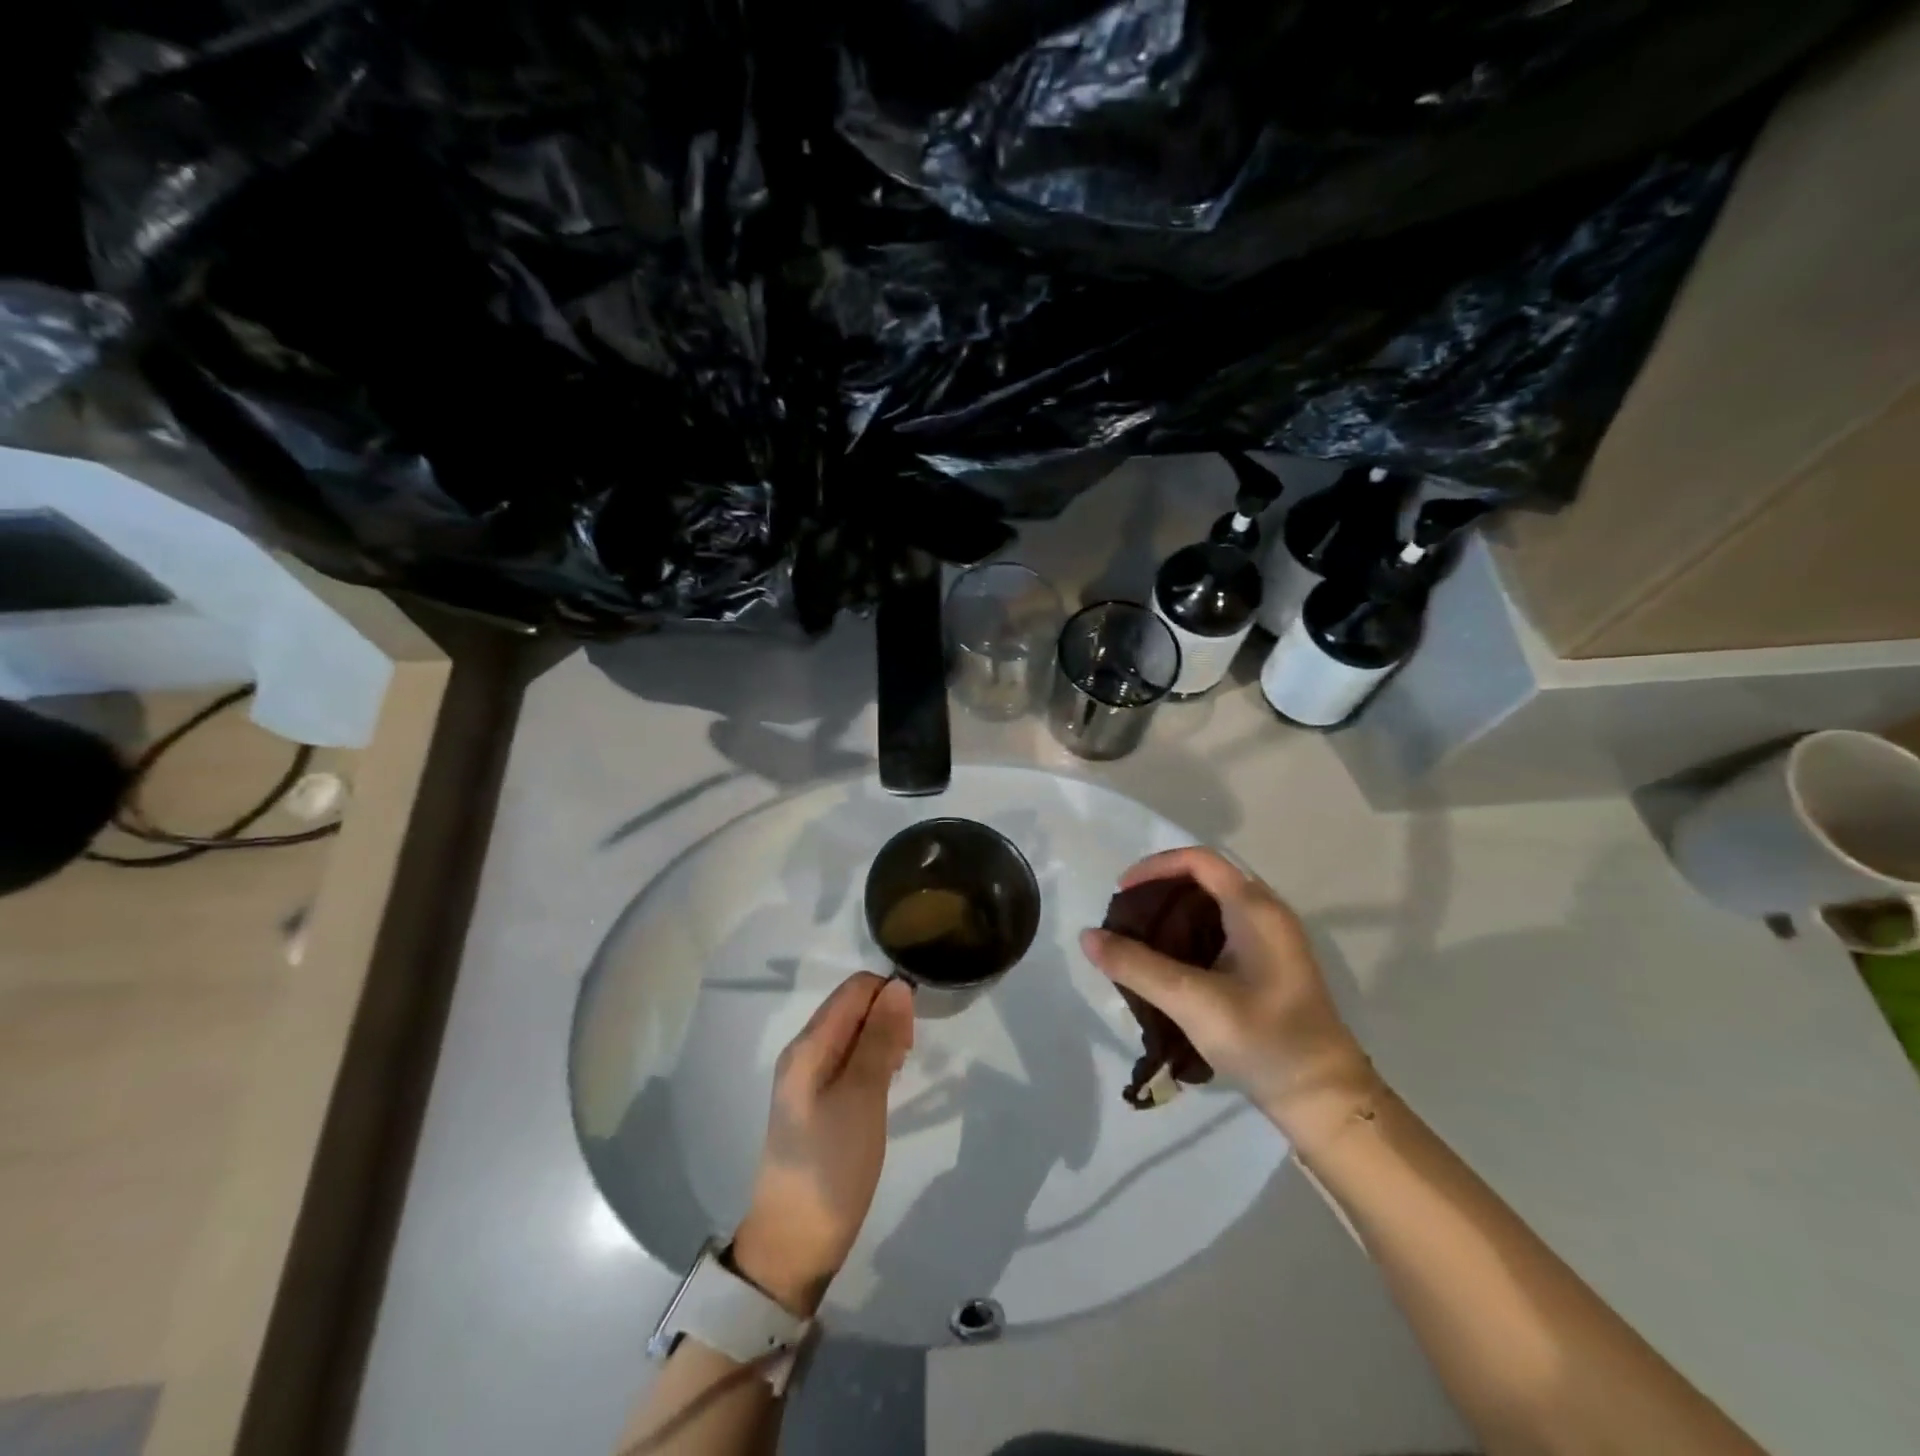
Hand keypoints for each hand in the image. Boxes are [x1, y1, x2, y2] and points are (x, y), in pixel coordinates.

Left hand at [732, 973, 913, 1316]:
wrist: (794, 1243)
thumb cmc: (832, 1164)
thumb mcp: (863, 1096)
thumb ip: (880, 1037)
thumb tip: (898, 985)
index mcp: (809, 1044)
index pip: (855, 988)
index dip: (889, 996)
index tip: (913, 1031)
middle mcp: (804, 1052)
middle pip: (853, 1007)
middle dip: (887, 1017)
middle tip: (908, 1057)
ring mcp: (807, 1079)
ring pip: (853, 1034)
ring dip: (882, 1040)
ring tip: (899, 1072)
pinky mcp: (816, 1103)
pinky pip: (848, 1061)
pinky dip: (872, 1063)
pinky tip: (884, 1088)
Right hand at [1080, 847, 1375, 1152]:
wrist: (1325, 1101)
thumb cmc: (1264, 1041)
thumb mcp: (1192, 1001)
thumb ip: (1137, 966)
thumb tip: (1087, 936)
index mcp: (1256, 910)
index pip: (1198, 860)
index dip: (1154, 867)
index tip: (1121, 893)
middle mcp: (1267, 915)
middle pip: (1204, 880)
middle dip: (1159, 892)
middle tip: (1125, 920)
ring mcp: (1272, 942)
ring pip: (1212, 908)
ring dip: (1172, 916)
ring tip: (1138, 942)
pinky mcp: (1269, 967)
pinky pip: (1221, 932)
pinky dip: (1189, 937)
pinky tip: (1168, 968)